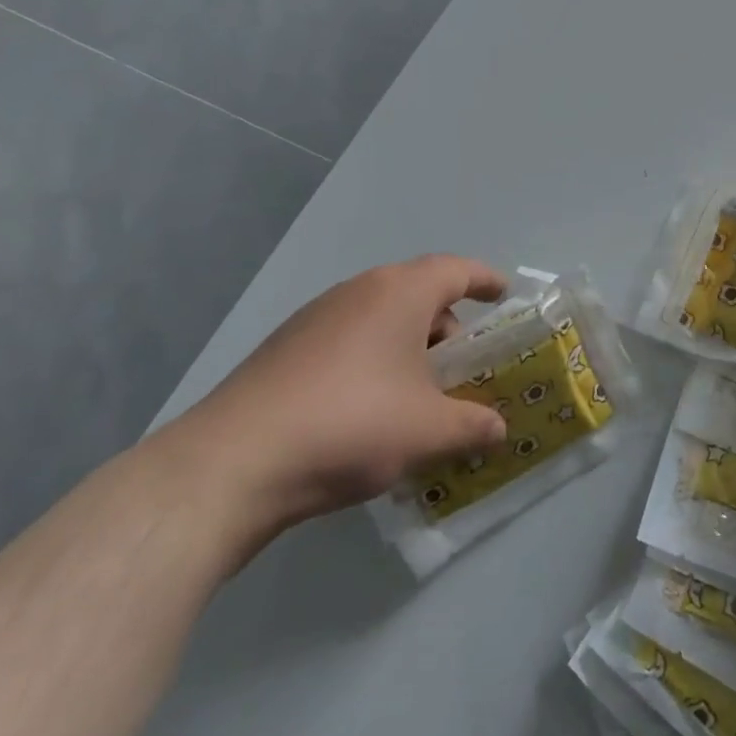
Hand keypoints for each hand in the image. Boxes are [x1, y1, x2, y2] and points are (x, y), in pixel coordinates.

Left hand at [162, 255, 509, 549]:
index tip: (505, 295)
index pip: (456, 270)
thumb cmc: (351, 425)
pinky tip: (369, 411)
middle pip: (418, 294)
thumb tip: (499, 431)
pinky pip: (348, 341)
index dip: (485, 280)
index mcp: (400, 293)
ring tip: (419, 394)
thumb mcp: (429, 431)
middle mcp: (358, 292)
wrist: (230, 465)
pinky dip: (372, 362)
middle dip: (448, 326)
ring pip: (380, 319)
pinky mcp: (284, 349)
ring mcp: (315, 318)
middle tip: (464, 367)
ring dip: (408, 347)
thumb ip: (474, 427)